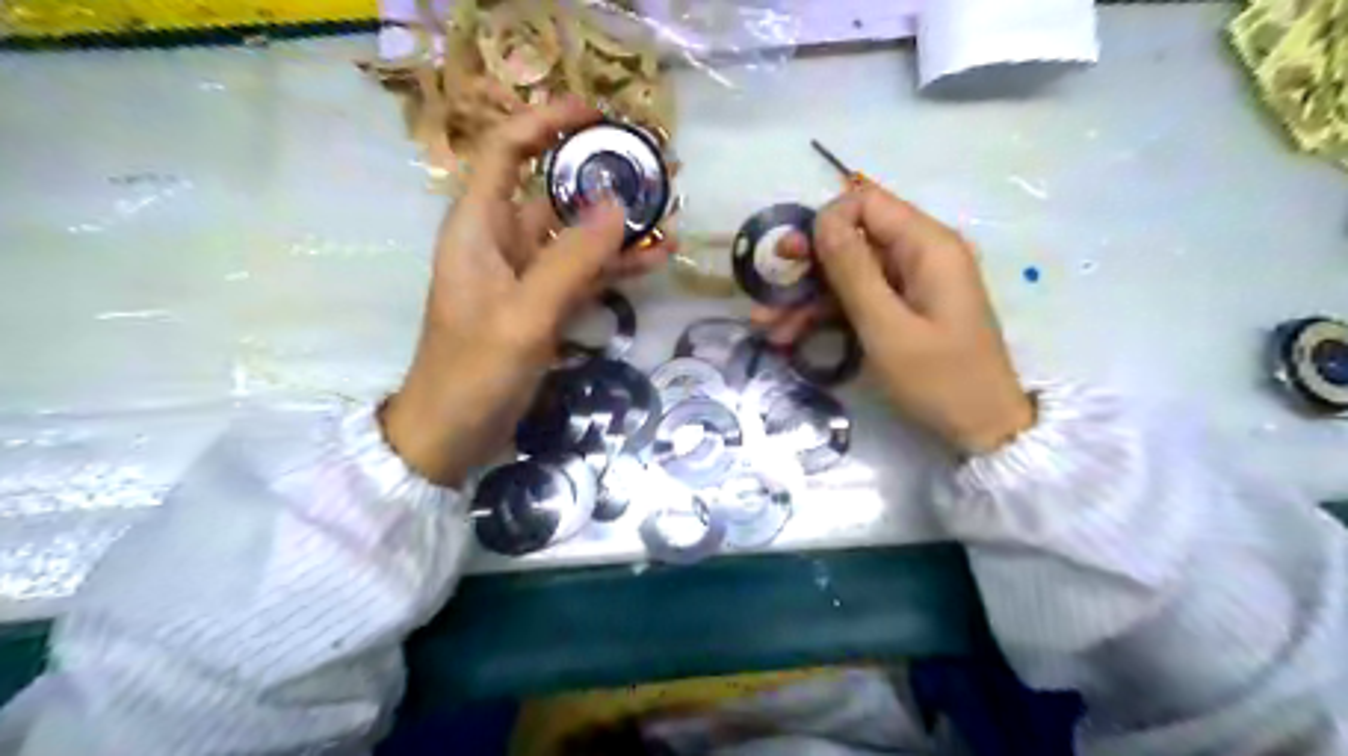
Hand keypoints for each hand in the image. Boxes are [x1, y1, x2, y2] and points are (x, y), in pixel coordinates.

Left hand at [382, 98, 670, 483]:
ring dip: (619, 225)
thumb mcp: (523, 316)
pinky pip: (584, 274)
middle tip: (658, 170)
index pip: (506, 152)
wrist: (452, 435)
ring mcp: (527, 277)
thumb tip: (618, 204)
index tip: (595, 112)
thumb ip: (570, 262)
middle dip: (602, 178)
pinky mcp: (544, 306)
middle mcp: (503, 242)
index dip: (545, 123)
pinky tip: (655, 257)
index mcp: (479, 229)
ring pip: (576, 235)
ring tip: (669, 212)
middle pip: (553, 192)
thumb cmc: (472, 373)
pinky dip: (616, 265)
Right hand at [757, 184, 1033, 454]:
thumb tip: (822, 218)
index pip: (865, 203)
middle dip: (806, 266)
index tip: (792, 258)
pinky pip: (858, 299)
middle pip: (852, 240)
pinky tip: (790, 337)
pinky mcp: (903, 309)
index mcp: (926, 245)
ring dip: (807, 298)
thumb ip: (852, 269)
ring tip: (767, 328)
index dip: (824, 223)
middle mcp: (919, 254)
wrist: (983, 428)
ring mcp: (911, 283)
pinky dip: (826, 315)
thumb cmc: (939, 379)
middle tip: (766, 291)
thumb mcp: (886, 326)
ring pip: (848, 274)